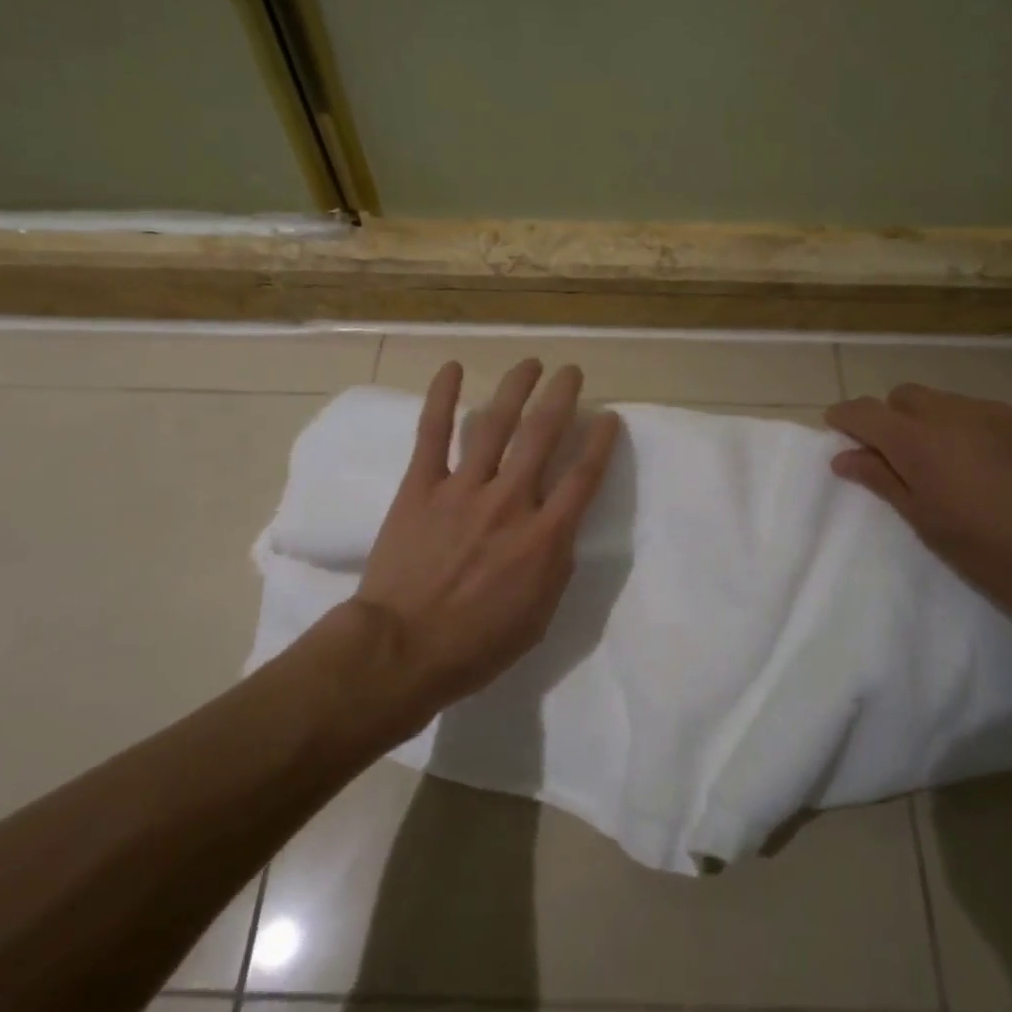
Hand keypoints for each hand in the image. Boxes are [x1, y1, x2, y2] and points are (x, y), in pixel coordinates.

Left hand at [355, 358, 620, 711]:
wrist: (402, 648)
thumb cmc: (476, 644)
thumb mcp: (538, 617)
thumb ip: (555, 566)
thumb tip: (561, 529)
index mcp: (544, 537)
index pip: (584, 477)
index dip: (601, 442)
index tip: (610, 417)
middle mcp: (510, 501)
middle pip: (543, 435)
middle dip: (561, 397)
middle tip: (571, 372)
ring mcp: (464, 489)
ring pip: (495, 424)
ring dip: (516, 387)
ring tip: (530, 363)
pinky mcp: (421, 486)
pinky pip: (433, 433)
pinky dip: (442, 398)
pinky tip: (452, 368)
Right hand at [826, 383, 1011, 640]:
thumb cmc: (996, 553)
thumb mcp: (927, 524)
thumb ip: (882, 481)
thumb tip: (844, 456)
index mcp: (917, 442)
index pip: (863, 411)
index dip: (844, 418)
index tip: (838, 433)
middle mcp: (951, 414)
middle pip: (903, 397)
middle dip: (890, 418)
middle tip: (899, 459)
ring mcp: (995, 413)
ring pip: (944, 401)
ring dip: (930, 422)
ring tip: (949, 463)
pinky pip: (982, 412)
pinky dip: (969, 428)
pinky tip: (991, 465)